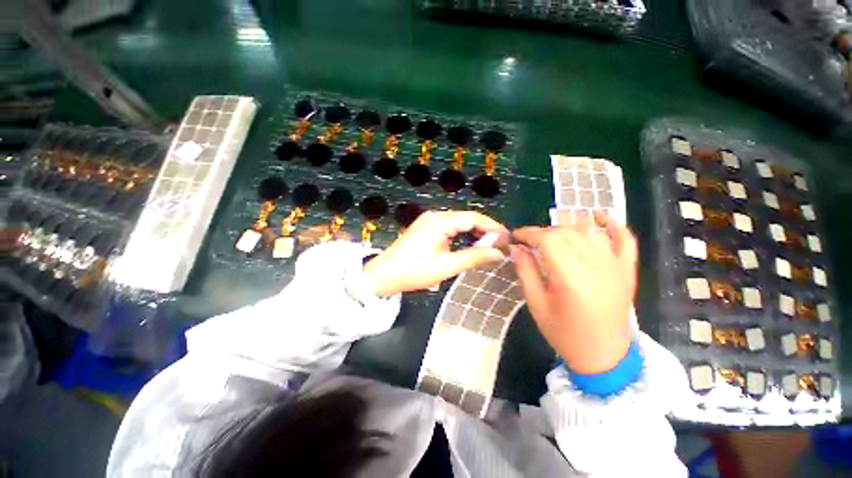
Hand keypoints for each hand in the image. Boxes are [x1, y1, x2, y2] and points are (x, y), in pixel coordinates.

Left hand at [363, 211, 507, 296]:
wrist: (384, 275)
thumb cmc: (415, 271)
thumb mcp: (447, 266)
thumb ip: (475, 257)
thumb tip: (499, 253)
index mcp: (441, 221)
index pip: (474, 217)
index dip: (493, 227)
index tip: (508, 238)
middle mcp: (436, 215)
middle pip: (467, 218)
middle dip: (485, 231)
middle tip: (501, 245)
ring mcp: (430, 221)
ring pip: (459, 223)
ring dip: (474, 233)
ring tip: (489, 247)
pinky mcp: (426, 228)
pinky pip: (450, 228)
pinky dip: (462, 236)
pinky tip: (469, 245)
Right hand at [511, 212, 637, 373]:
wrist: (603, 356)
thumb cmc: (563, 333)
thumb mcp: (536, 303)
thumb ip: (525, 270)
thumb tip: (516, 247)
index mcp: (570, 277)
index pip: (548, 239)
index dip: (528, 233)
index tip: (515, 236)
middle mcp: (596, 266)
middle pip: (566, 232)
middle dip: (543, 232)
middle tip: (529, 242)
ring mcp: (615, 266)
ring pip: (589, 231)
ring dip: (566, 227)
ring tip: (551, 237)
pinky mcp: (627, 269)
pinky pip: (625, 238)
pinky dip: (612, 224)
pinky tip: (597, 218)